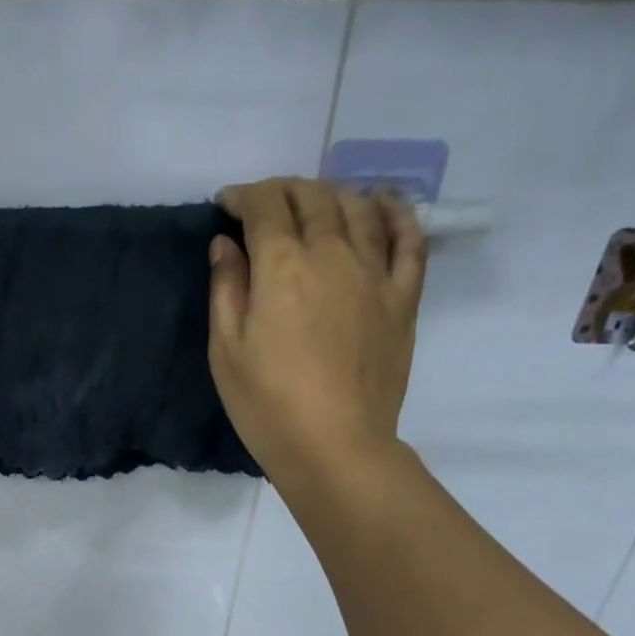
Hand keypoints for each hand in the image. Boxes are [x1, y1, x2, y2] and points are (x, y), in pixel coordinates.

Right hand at [208, 177, 425, 477]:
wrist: (335, 446)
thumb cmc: (267, 405)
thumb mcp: (225, 351)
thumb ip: (226, 290)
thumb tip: (226, 245)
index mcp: (282, 267)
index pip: (265, 207)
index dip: (243, 196)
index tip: (226, 204)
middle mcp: (333, 254)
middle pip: (311, 197)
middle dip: (282, 190)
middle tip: (263, 204)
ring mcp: (375, 272)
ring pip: (358, 206)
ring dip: (330, 193)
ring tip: (312, 202)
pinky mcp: (402, 296)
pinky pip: (408, 238)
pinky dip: (395, 211)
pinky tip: (382, 202)